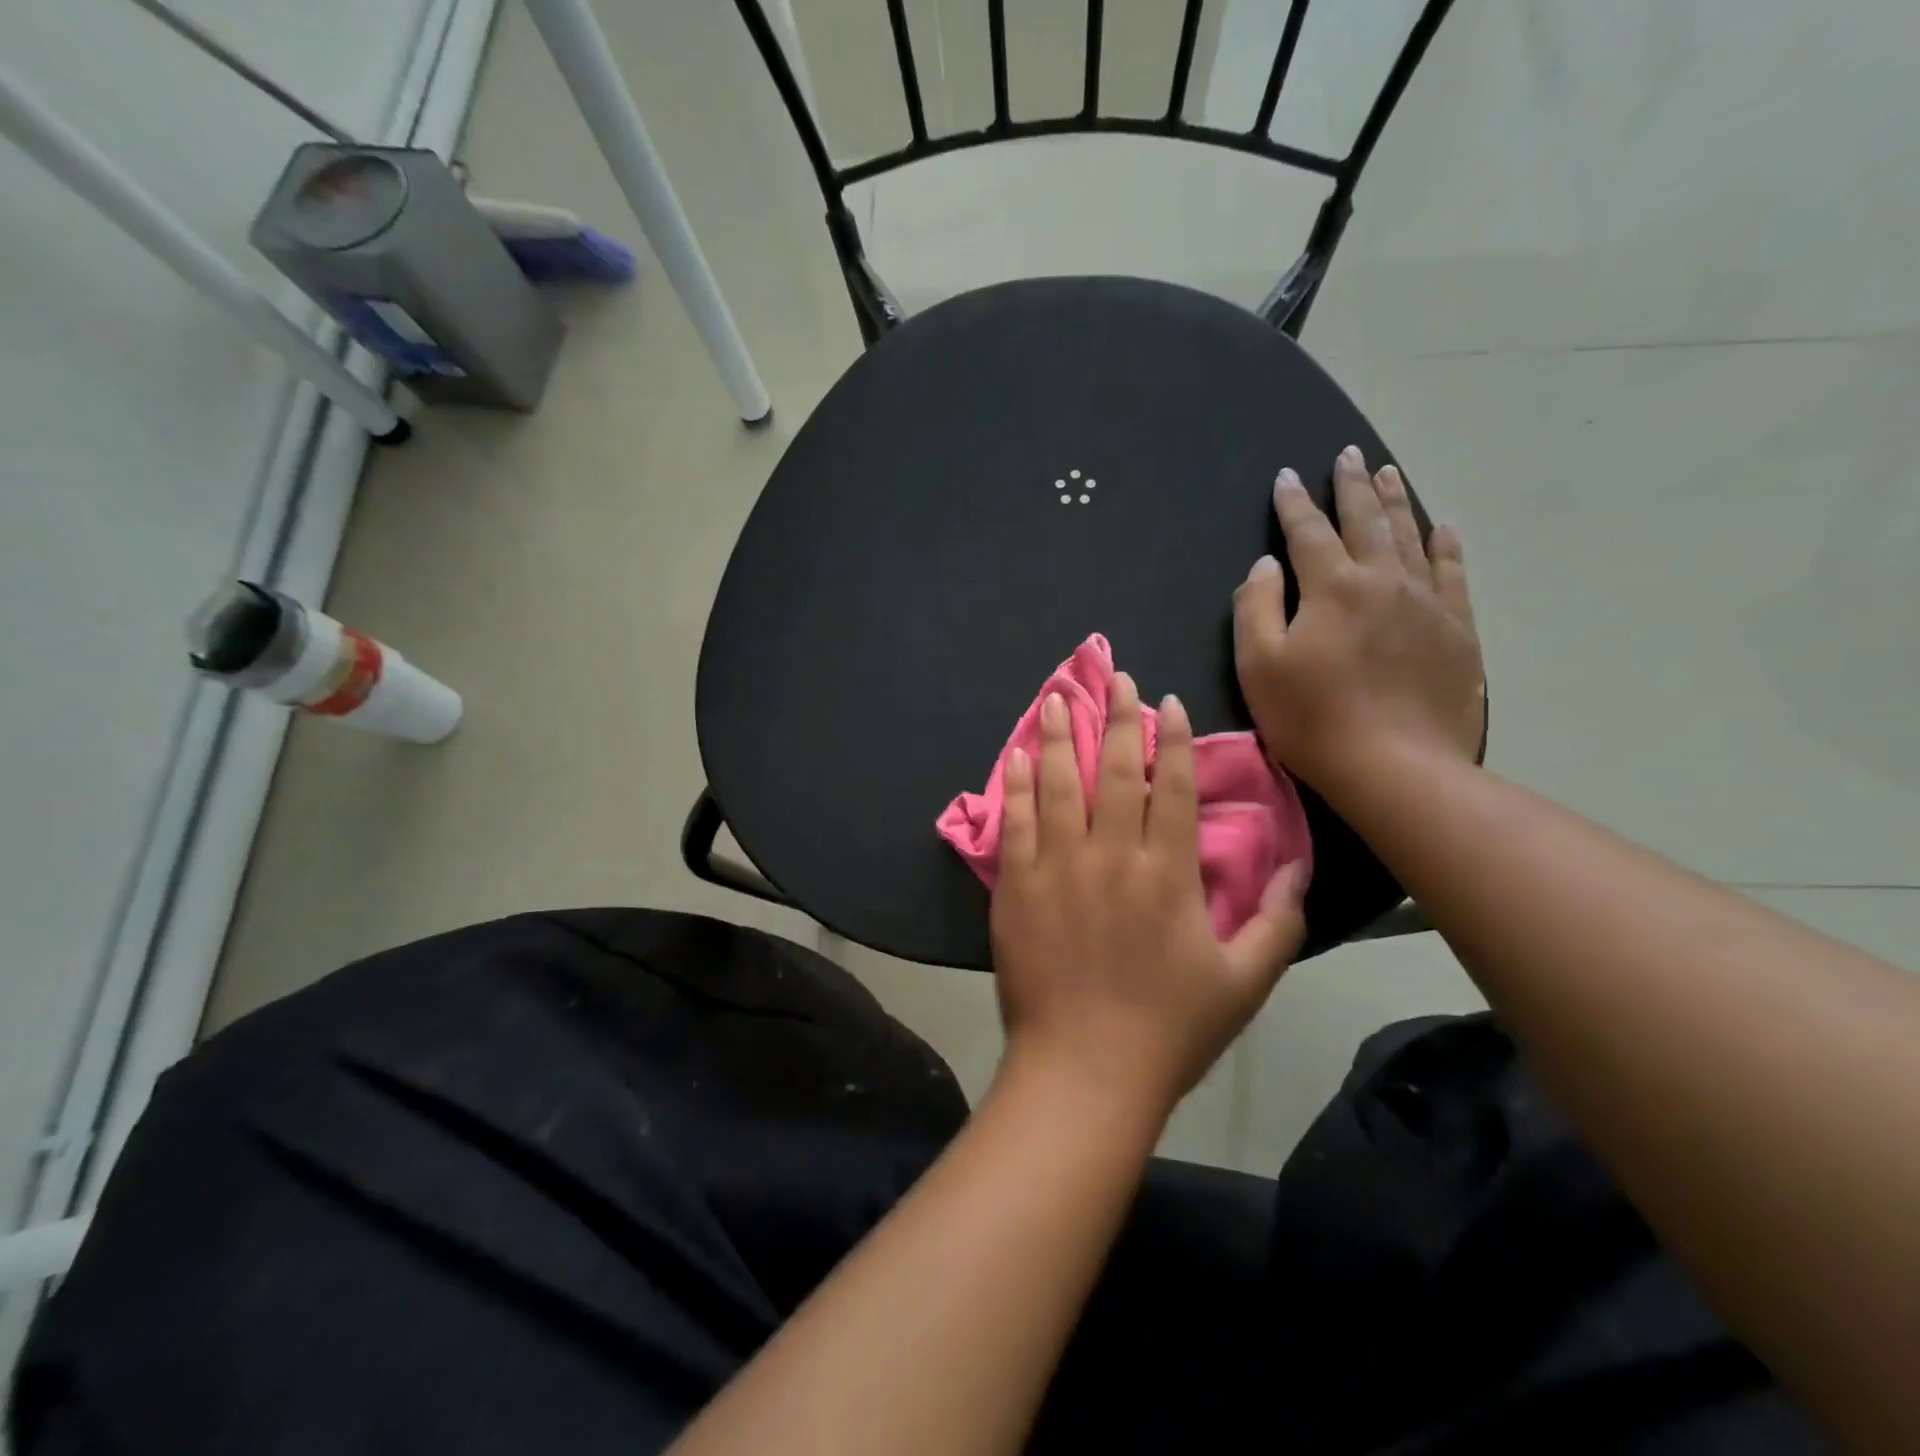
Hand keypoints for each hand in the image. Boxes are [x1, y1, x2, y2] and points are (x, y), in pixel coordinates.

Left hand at [989, 672, 1307, 1121]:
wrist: (1084, 1071)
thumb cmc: (1170, 1030)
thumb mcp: (1244, 981)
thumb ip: (1278, 920)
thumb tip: (1299, 866)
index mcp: (1168, 874)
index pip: (1172, 788)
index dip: (1173, 741)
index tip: (1168, 702)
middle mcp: (1112, 856)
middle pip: (1117, 772)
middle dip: (1119, 719)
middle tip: (1115, 677)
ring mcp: (1058, 868)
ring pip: (1061, 785)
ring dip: (1061, 736)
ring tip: (1059, 697)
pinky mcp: (1017, 887)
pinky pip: (1017, 823)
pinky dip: (1018, 785)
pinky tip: (1018, 754)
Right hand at [1234, 445, 1484, 800]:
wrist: (1396, 766)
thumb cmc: (1312, 718)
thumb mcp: (1259, 665)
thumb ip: (1256, 607)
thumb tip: (1266, 565)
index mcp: (1332, 588)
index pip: (1307, 533)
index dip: (1294, 503)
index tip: (1286, 477)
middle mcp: (1383, 580)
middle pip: (1366, 521)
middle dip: (1352, 486)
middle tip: (1348, 454)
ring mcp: (1427, 602)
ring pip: (1411, 536)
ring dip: (1396, 502)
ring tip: (1389, 472)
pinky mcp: (1457, 629)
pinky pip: (1452, 573)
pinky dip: (1444, 545)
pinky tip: (1442, 528)